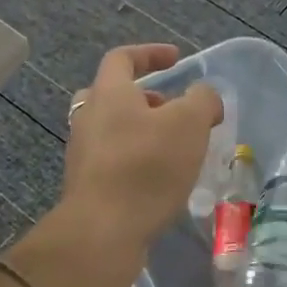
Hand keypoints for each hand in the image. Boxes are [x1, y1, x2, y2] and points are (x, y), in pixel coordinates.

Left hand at [49, 42, 222, 286]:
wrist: (102, 232)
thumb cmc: (146, 166)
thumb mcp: (189, 124)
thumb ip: (202, 100)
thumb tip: (203, 98)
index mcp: (108, 93)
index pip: (122, 57)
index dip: (150, 53)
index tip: (176, 59)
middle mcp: (88, 118)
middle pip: (113, 94)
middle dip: (147, 98)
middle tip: (173, 110)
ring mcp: (83, 154)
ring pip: (114, 129)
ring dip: (144, 131)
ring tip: (177, 149)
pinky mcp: (88, 186)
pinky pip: (114, 160)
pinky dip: (137, 159)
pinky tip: (162, 180)